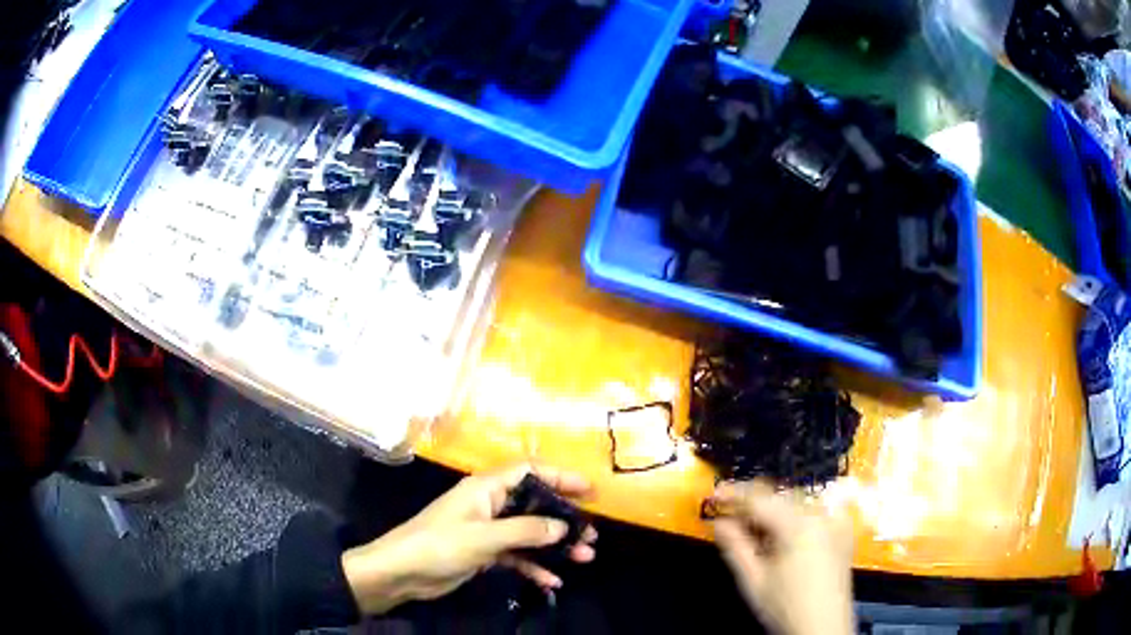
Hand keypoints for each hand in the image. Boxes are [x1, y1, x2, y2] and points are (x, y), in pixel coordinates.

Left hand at [341, 464, 596, 614]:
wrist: (402, 573)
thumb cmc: (440, 544)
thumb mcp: (485, 537)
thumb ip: (526, 530)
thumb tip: (564, 527)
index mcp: (486, 488)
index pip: (530, 472)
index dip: (560, 477)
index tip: (590, 491)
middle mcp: (490, 504)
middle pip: (535, 505)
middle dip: (564, 519)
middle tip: (591, 535)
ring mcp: (487, 530)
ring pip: (530, 533)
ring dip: (555, 546)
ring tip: (584, 558)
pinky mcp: (484, 553)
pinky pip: (517, 556)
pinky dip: (534, 566)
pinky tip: (552, 581)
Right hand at [710, 480, 854, 634]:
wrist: (823, 628)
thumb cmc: (785, 608)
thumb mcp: (754, 581)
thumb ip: (735, 547)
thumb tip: (718, 522)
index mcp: (800, 525)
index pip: (761, 499)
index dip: (735, 494)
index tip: (715, 495)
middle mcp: (822, 516)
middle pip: (781, 497)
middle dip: (754, 505)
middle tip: (730, 520)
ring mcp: (836, 523)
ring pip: (798, 504)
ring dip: (774, 512)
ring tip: (754, 533)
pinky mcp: (842, 533)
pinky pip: (814, 515)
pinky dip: (794, 520)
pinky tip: (781, 540)